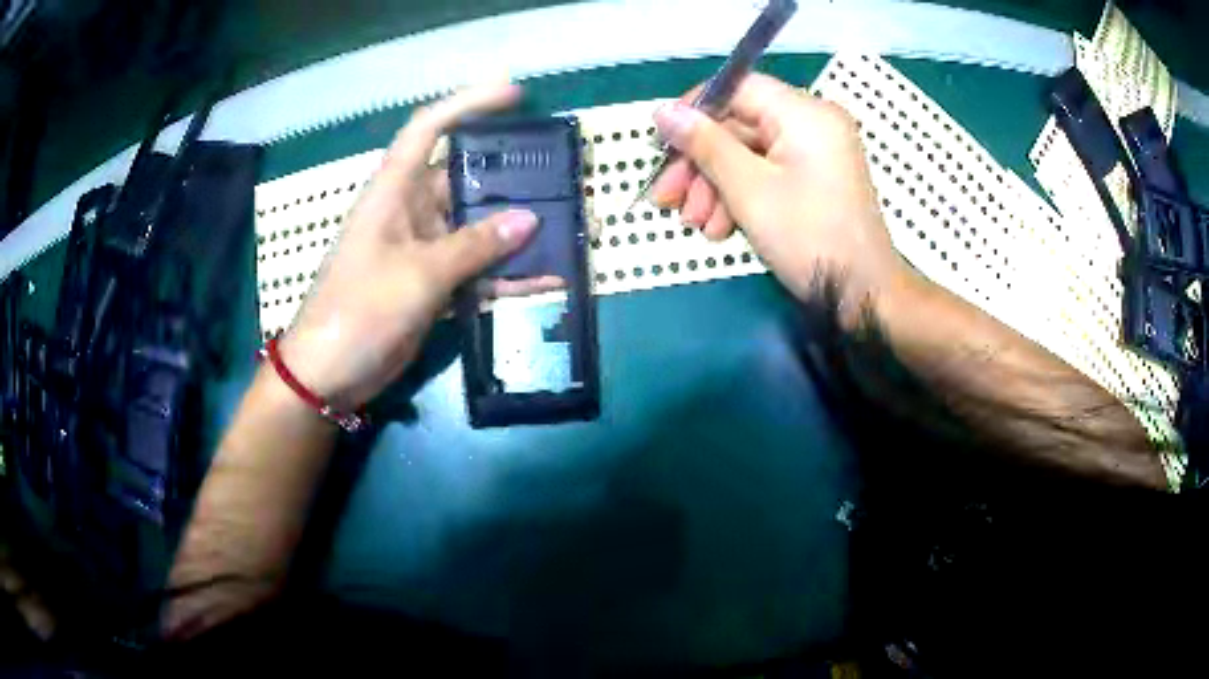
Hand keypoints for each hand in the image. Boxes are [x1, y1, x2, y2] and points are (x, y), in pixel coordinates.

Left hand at [279, 83, 539, 408]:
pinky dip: (505, 275)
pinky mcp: (431, 285)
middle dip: (507, 175)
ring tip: (564, 223)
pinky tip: (545, 278)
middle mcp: (410, 212)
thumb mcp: (416, 275)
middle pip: (463, 178)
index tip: (514, 94)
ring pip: (475, 227)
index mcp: (393, 192)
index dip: (467, 104)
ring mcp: (422, 250)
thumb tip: (528, 220)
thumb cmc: (358, 312)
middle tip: (558, 173)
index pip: (428, 130)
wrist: (328, 375)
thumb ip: (473, 247)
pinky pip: (475, 270)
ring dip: (514, 229)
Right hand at [651, 74, 907, 320]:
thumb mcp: (748, 189)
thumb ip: (704, 144)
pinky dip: (741, 196)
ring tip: (695, 224)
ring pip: (749, 153)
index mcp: (804, 113)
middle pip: (739, 126)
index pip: (738, 88)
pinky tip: (720, 228)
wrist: (863, 295)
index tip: (663, 144)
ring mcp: (816, 152)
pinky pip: (768, 172)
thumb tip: (663, 111)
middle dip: (700, 164)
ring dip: (715, 186)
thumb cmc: (809, 237)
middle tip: (667, 197)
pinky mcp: (815, 178)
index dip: (694, 111)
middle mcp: (812, 123)